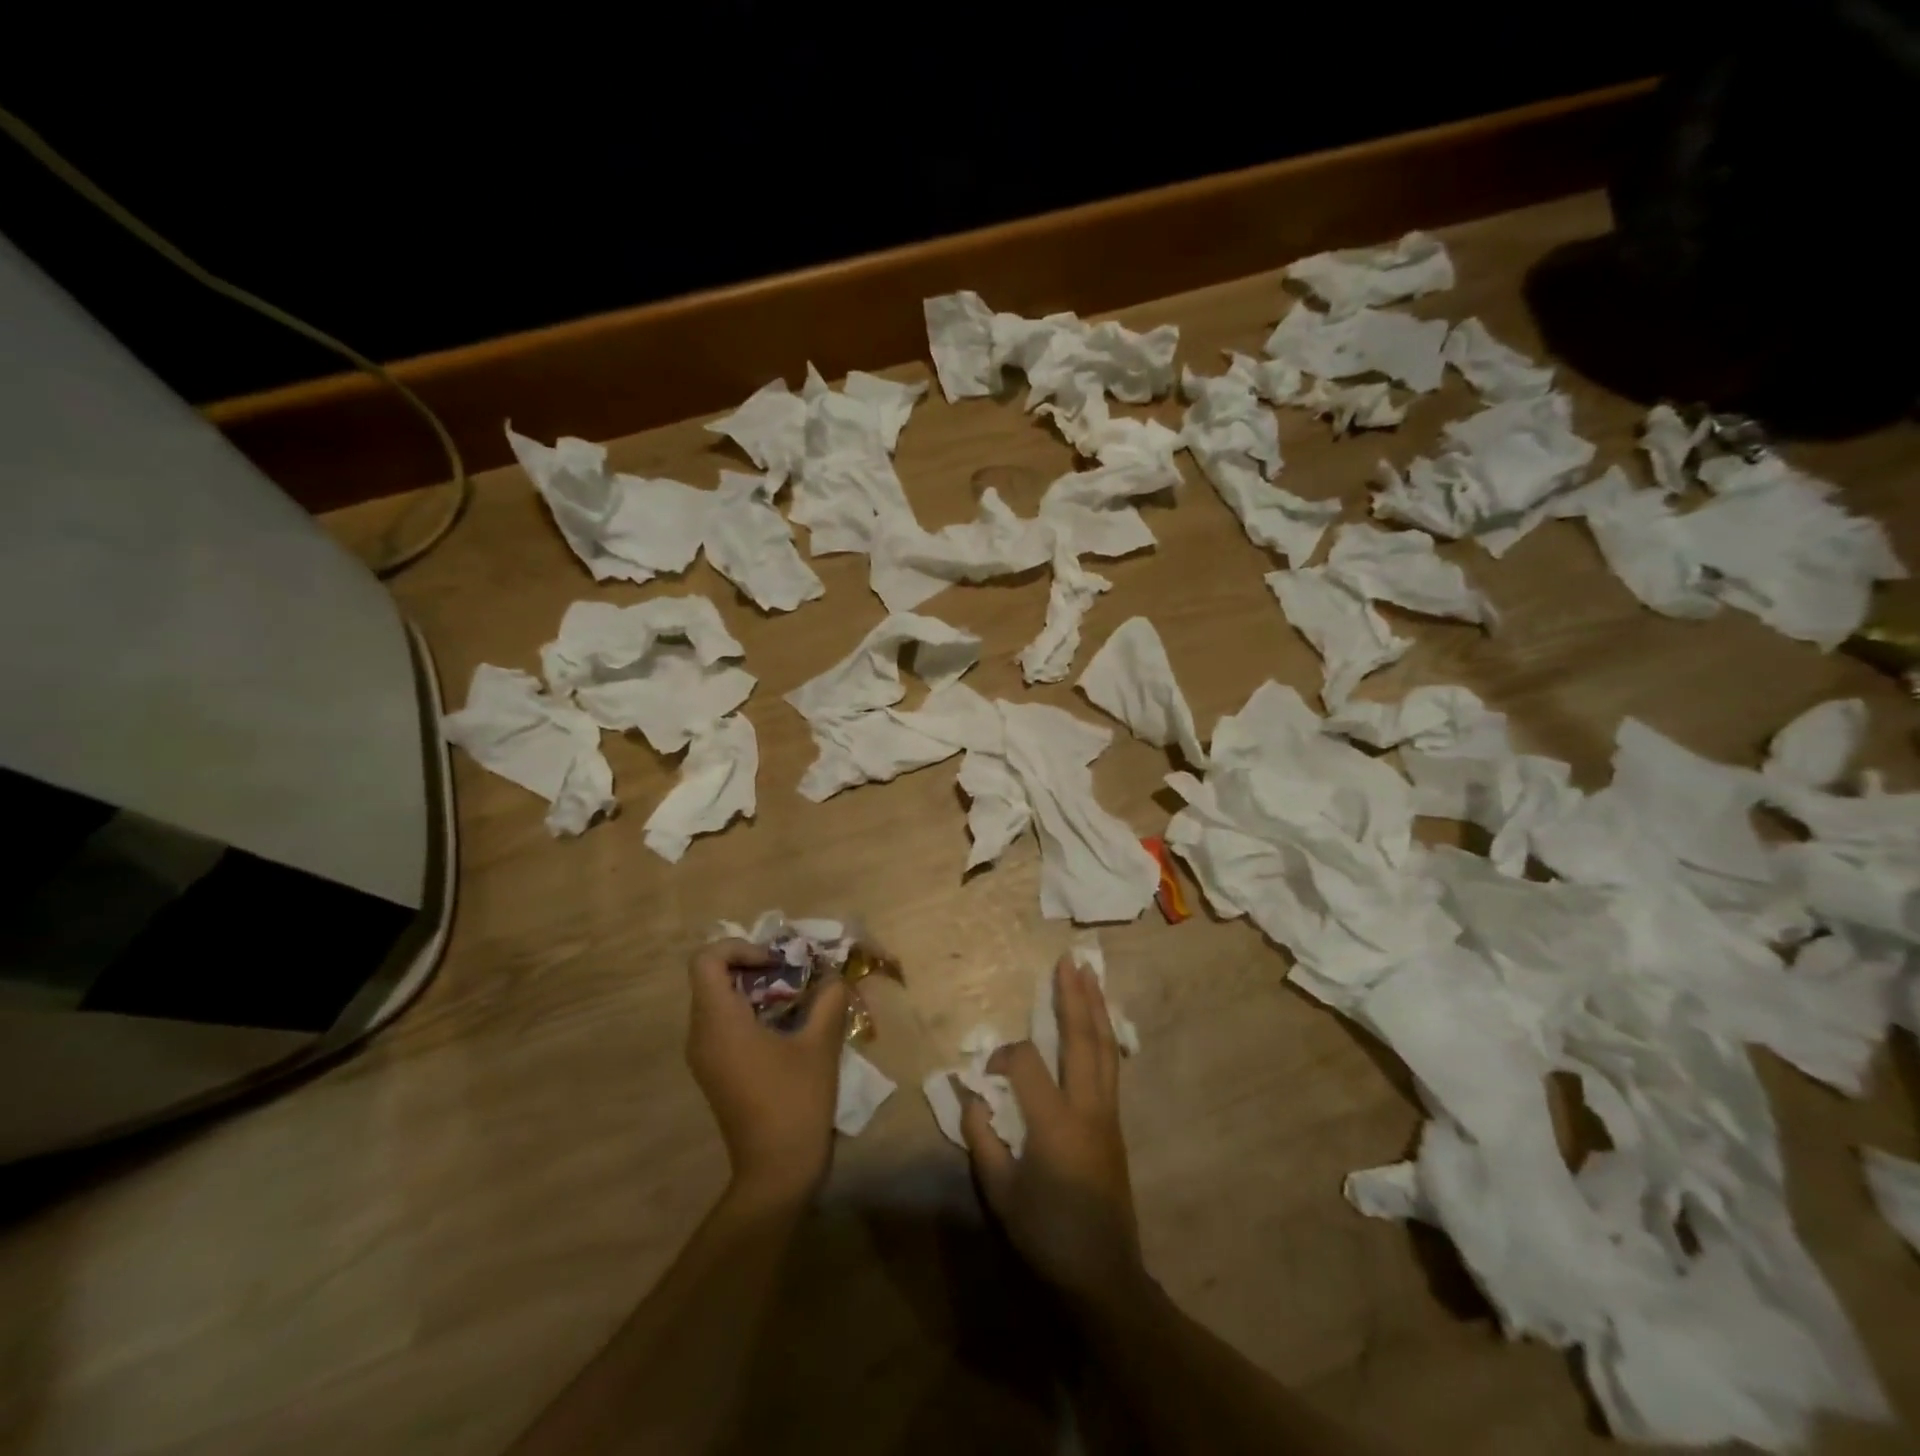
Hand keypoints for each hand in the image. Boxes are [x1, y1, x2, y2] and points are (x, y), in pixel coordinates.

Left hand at [685, 940, 848, 1208]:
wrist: (776, 1172)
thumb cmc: (796, 1102)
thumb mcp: (820, 1044)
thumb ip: (828, 1000)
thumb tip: (833, 975)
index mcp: (719, 1022)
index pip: (706, 960)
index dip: (740, 948)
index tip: (776, 962)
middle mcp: (701, 1035)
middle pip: (711, 977)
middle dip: (752, 965)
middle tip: (792, 972)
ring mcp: (704, 1056)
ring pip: (717, 1000)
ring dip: (753, 988)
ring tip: (794, 996)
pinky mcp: (714, 1072)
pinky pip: (722, 1024)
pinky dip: (750, 1011)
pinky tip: (785, 1026)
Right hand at [959, 955, 1145, 1306]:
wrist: (1103, 1275)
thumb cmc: (1046, 1235)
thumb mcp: (1000, 1194)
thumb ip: (982, 1137)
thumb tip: (970, 1093)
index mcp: (1055, 1123)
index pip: (1026, 1063)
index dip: (1001, 1058)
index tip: (984, 1077)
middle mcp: (1088, 1108)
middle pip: (1083, 1040)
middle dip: (1075, 997)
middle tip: (1068, 961)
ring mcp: (1108, 1114)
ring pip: (1105, 1049)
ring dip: (1095, 1008)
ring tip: (1088, 975)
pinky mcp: (1115, 1124)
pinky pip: (1110, 1067)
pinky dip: (1103, 1035)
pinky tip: (1099, 1022)